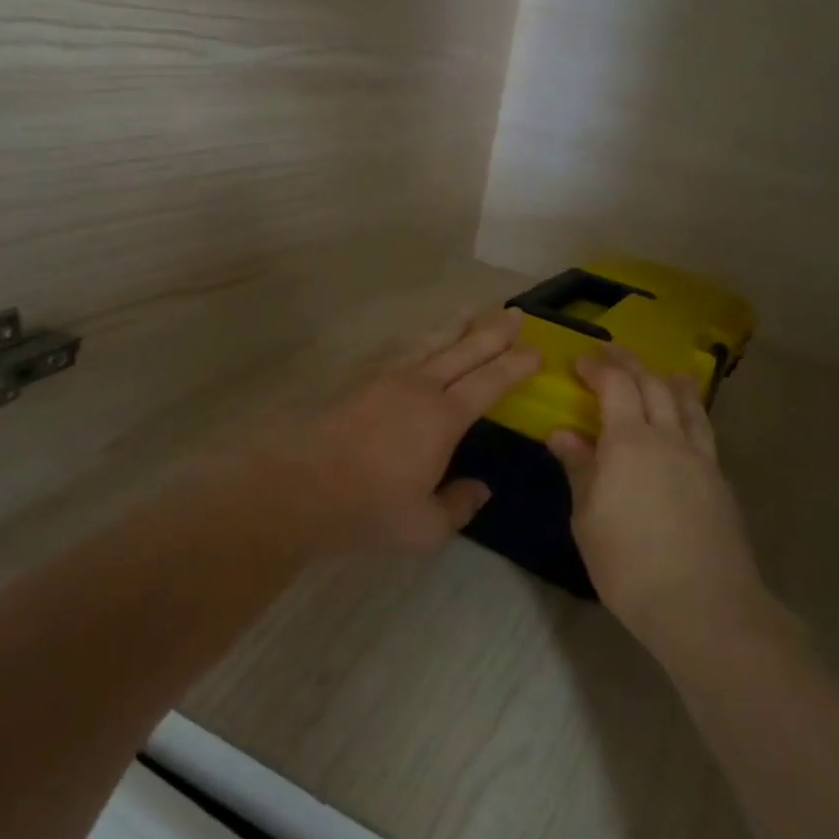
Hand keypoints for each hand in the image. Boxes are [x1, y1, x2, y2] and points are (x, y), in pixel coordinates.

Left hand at [273, 309, 539, 555]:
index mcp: (444, 417)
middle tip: (516, 313)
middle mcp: (420, 387)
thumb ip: (458, 505)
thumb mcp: (425, 526)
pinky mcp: (362, 382)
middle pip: (464, 350)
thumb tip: (480, 488)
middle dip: (493, 331)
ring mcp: (388, 380)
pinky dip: (423, 340)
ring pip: (432, 343)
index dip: (516, 365)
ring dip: (458, 327)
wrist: (300, 487)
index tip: (537, 351)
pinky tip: (424, 342)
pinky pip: (404, 351)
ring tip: (474, 312)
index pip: (490, 381)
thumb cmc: (369, 508)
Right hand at [550, 348, 798, 661]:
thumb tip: (562, 434)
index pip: (616, 385)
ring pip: (688, 403)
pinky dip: (690, 411)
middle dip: (630, 363)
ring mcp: (701, 458)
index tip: (580, 361)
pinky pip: (703, 430)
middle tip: (610, 354)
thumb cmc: (629, 565)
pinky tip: (686, 422)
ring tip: (663, 372)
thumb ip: (579, 469)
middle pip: (653, 384)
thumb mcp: (588, 519)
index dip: (598, 367)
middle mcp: (669, 438)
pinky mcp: (720, 481)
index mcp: (630, 442)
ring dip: (669, 381)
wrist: (705, 607)